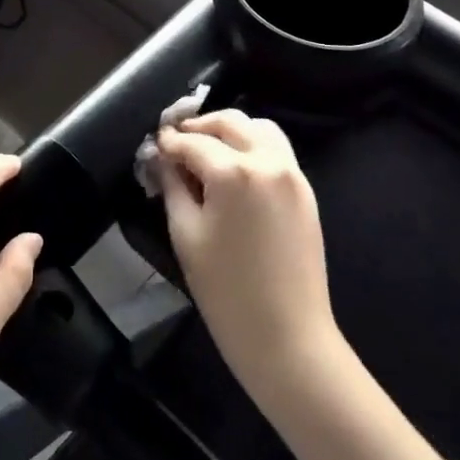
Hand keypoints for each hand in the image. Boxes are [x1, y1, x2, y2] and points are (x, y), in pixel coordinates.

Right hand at [157, 111, 340, 403]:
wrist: (287, 337)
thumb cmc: (225, 290)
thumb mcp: (185, 234)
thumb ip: (173, 186)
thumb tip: (162, 159)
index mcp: (234, 172)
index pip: (193, 142)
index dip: (168, 142)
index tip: (153, 145)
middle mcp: (268, 161)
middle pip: (231, 122)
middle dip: (200, 126)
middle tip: (177, 141)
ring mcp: (293, 175)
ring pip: (260, 129)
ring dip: (231, 131)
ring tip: (208, 150)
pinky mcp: (306, 192)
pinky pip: (277, 151)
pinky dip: (254, 146)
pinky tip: (235, 169)